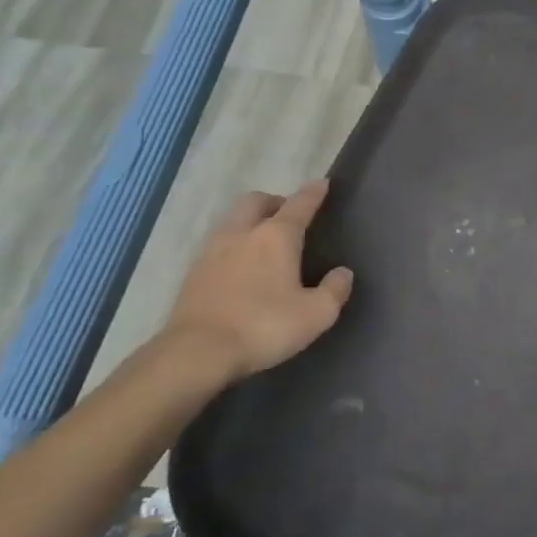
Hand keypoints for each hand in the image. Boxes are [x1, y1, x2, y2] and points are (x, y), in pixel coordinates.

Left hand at [160, 181, 353, 384]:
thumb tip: (342, 272)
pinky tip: (240, 267)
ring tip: (264, 241)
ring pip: (233, 220)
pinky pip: (218, 245)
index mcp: (276, 236)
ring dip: (250, 222)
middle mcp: (242, 233)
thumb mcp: (316, 314)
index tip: (322, 183)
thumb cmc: (264, 327)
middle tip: (289, 216)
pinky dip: (234, 246)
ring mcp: (212, 251)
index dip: (313, 193)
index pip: (299, 204)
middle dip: (274, 202)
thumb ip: (334, 290)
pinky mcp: (193, 273)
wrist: (197, 352)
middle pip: (256, 201)